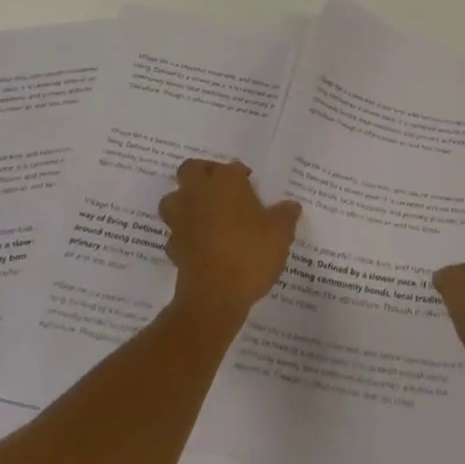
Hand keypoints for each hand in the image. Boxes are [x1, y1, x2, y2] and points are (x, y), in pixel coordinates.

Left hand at [159, 159, 301, 320]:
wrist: (215, 296)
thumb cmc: (251, 252)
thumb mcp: (280, 233)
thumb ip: (285, 215)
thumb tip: (291, 206)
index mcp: (225, 181)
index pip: (231, 167)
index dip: (241, 175)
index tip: (251, 186)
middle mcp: (198, 193)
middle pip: (190, 170)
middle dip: (202, 174)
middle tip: (221, 189)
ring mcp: (182, 219)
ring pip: (173, 199)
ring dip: (184, 202)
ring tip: (204, 214)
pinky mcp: (173, 246)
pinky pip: (175, 232)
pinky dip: (184, 234)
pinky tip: (200, 244)